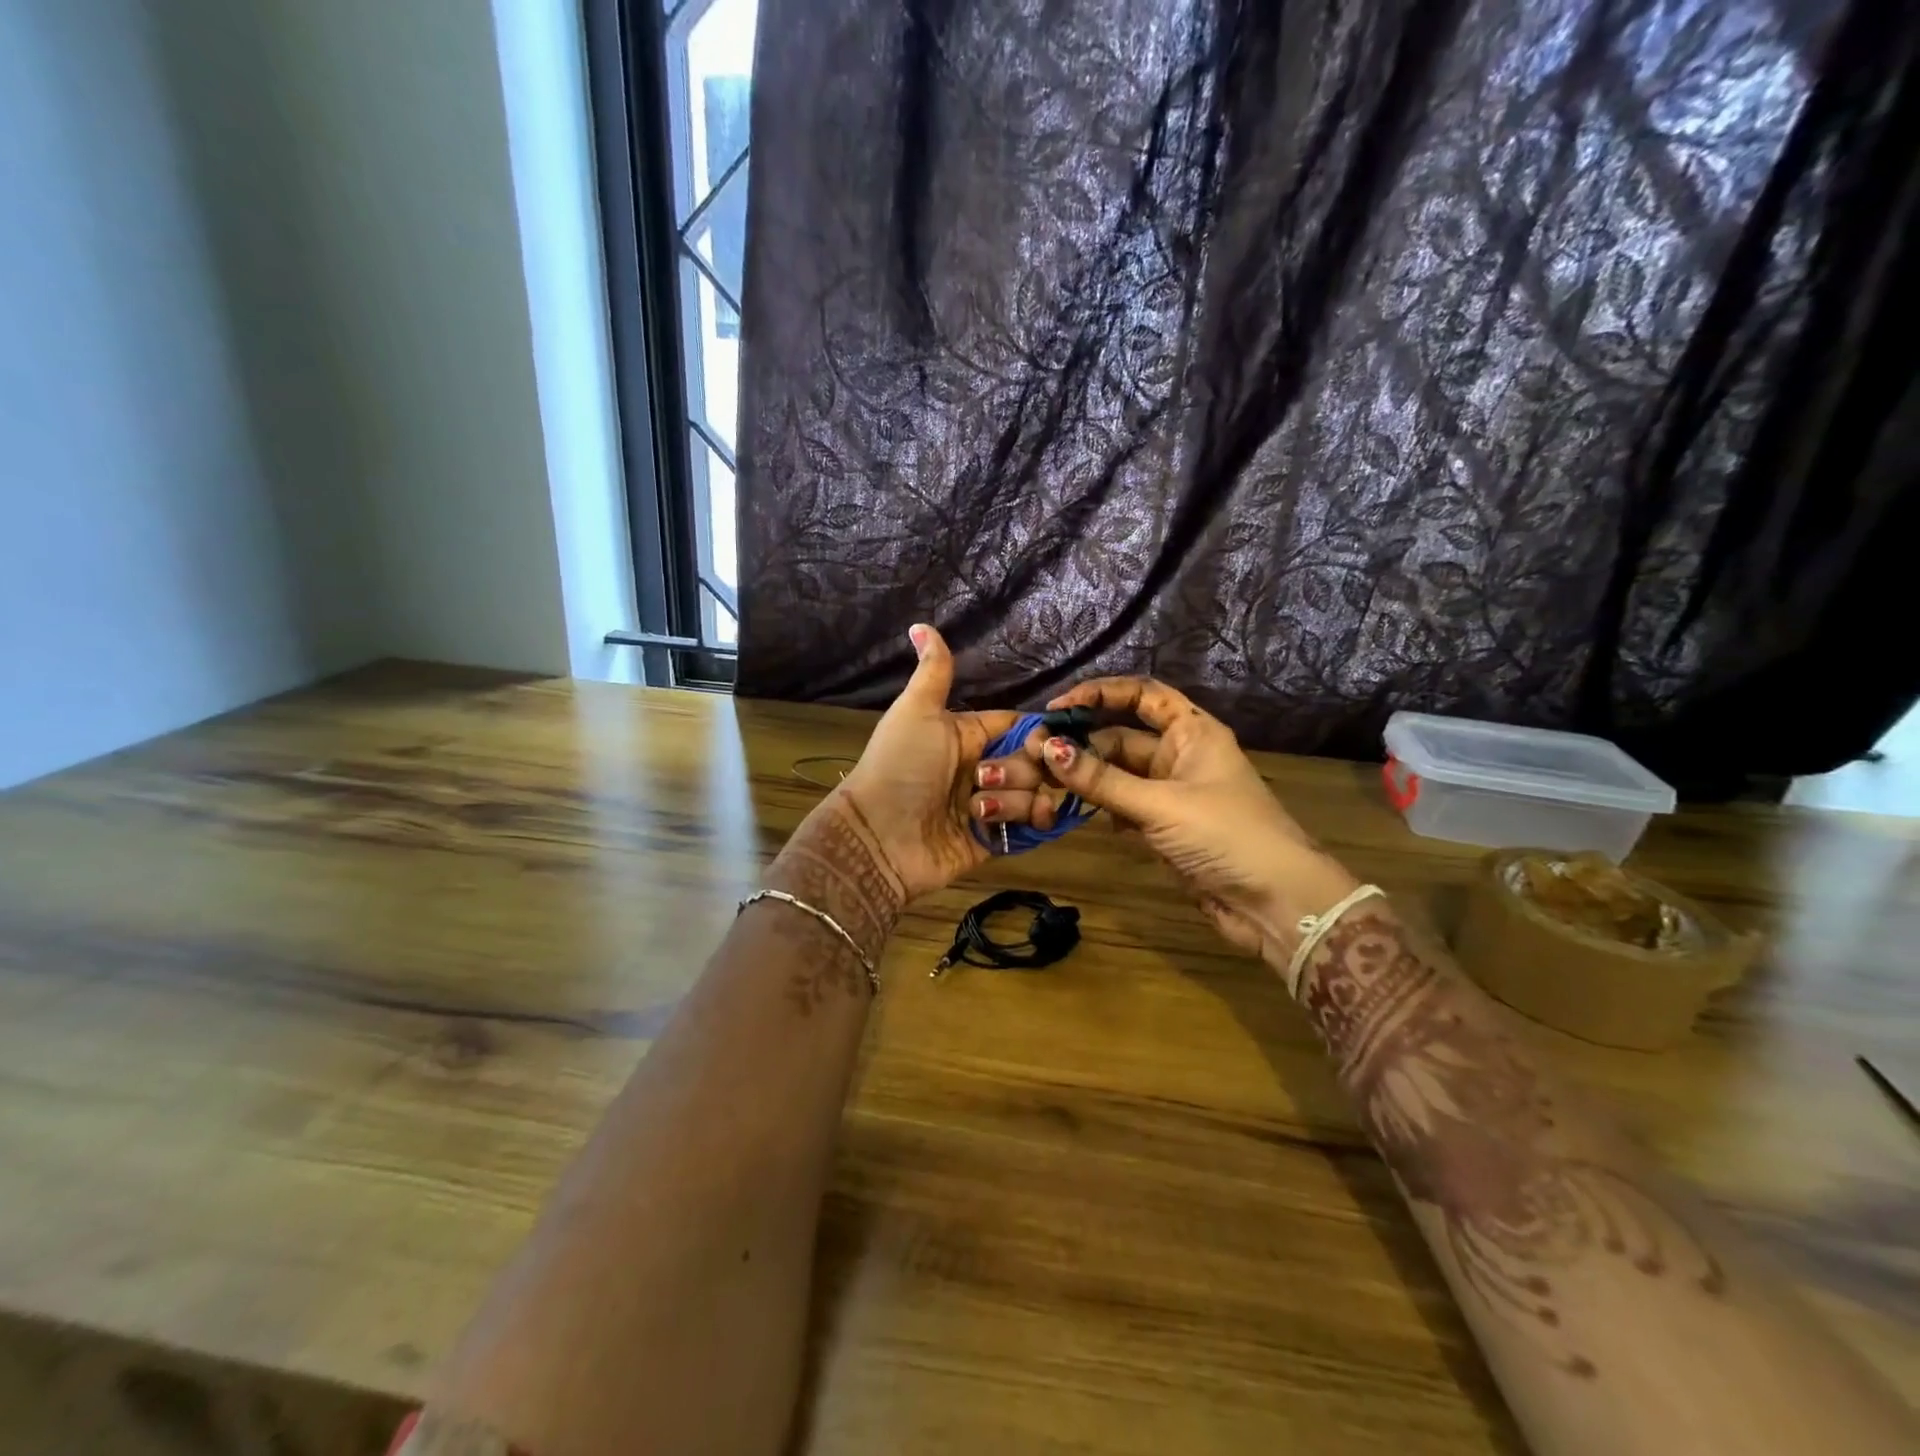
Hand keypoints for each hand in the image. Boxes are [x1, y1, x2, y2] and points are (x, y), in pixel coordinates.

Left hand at [806, 624, 1019, 904]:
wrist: (879, 836)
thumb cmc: (899, 767)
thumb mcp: (917, 712)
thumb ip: (933, 672)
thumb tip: (919, 624)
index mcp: (969, 736)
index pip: (1019, 726)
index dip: (1038, 732)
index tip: (1044, 740)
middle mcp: (984, 768)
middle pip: (1033, 761)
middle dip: (1019, 770)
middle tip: (984, 779)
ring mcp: (990, 806)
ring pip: (1035, 794)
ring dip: (1015, 800)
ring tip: (980, 810)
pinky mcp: (994, 840)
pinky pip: (1030, 827)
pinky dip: (1028, 822)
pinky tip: (1010, 823)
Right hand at [990, 677, 1357, 960]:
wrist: (1275, 903)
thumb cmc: (1225, 835)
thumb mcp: (1160, 804)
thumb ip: (1102, 780)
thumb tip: (1049, 748)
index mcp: (1193, 732)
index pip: (1143, 695)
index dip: (1100, 693)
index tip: (1058, 707)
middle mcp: (1181, 755)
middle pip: (1122, 737)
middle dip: (1082, 744)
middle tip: (1036, 754)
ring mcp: (1172, 793)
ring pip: (1119, 774)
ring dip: (1087, 777)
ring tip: (1045, 782)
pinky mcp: (1165, 827)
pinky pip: (1124, 805)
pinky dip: (1102, 807)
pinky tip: (1078, 813)